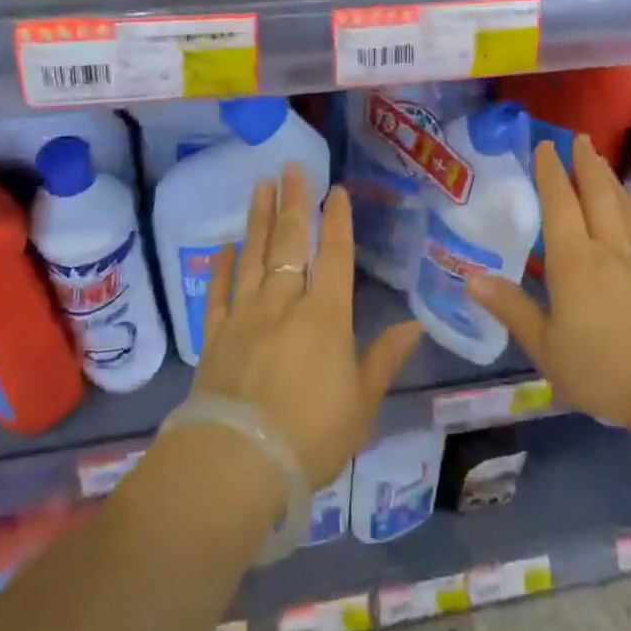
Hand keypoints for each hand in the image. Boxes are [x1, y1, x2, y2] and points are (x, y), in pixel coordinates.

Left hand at [195, 164, 421, 488]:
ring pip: (254, 257)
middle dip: (294, 202)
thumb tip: (415, 325)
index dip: (338, 221)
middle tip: (292, 167)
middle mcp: (285, 304)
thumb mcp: (362, 403)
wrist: (237, 463)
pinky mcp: (215, 336)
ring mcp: (246, 316)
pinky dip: (222, 267)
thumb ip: (385, 358)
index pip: (335, 256)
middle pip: (291, 243)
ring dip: (259, 219)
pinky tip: (224, 247)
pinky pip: (219, 293)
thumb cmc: (310, 435)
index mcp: (326, 316)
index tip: (336, 190)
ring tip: (260, 186)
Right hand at [468, 135, 630, 430]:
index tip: (544, 146)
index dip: (551, 173)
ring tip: (599, 158)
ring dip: (607, 177)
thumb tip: (471, 279)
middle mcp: (607, 249)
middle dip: (584, 163)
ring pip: (621, 205)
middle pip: (596, 194)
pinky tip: (628, 206)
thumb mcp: (547, 348)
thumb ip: (512, 309)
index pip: (560, 204)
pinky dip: (629, 205)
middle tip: (577, 137)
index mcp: (574, 262)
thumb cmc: (602, 371)